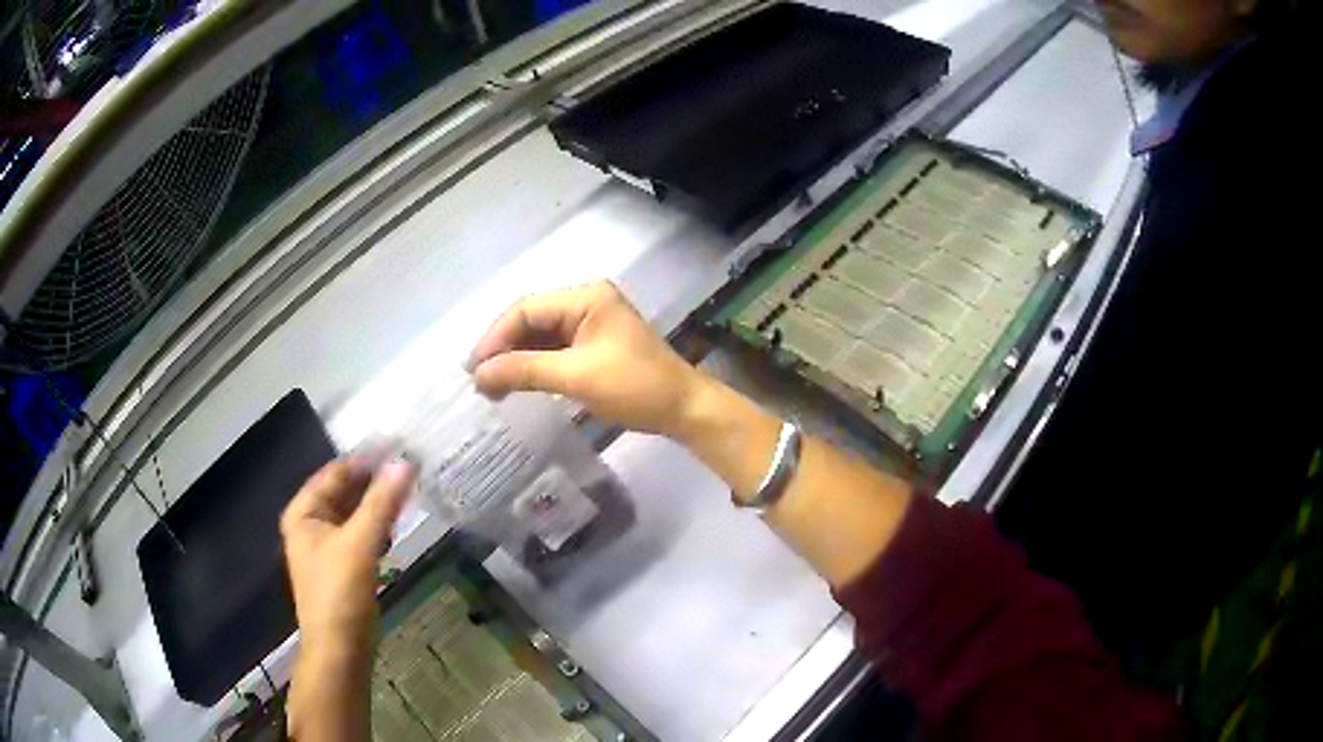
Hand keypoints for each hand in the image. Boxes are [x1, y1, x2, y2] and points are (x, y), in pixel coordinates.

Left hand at [280, 457, 415, 651]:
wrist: (340, 650)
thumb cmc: (340, 593)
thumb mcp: (360, 544)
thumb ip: (382, 503)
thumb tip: (405, 462)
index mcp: (303, 513)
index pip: (335, 473)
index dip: (364, 459)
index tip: (398, 446)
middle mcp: (311, 525)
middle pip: (344, 492)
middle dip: (373, 481)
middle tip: (409, 466)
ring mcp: (327, 547)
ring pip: (354, 514)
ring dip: (377, 504)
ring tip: (408, 490)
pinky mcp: (344, 567)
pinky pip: (361, 535)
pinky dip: (377, 527)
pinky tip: (396, 526)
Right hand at [467, 280, 707, 437]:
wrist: (684, 409)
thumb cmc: (635, 386)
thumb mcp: (576, 376)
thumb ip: (524, 370)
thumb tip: (478, 375)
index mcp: (585, 296)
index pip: (526, 309)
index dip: (495, 337)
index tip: (473, 369)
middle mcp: (585, 302)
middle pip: (531, 320)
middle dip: (503, 349)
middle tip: (478, 381)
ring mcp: (590, 324)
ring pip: (540, 337)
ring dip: (516, 360)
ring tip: (490, 388)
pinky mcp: (594, 345)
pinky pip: (554, 350)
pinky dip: (534, 367)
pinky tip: (515, 384)